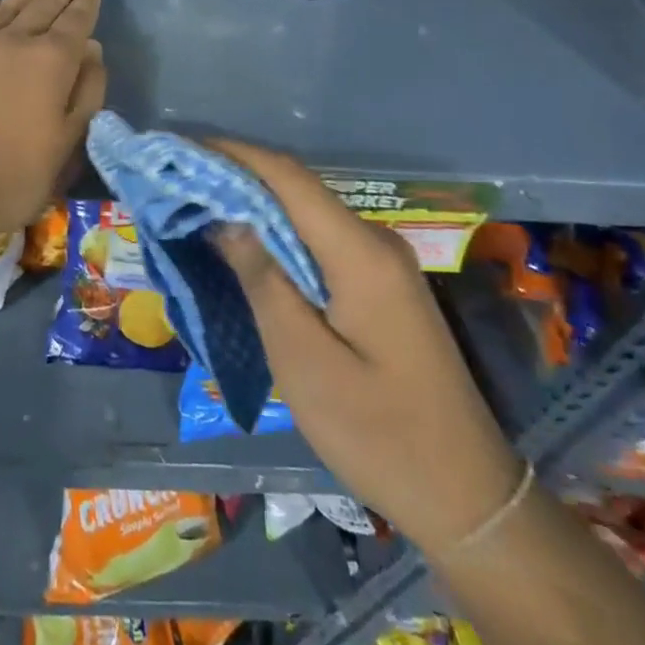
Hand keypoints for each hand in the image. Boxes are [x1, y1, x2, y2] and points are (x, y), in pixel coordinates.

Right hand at [208, 139, 524, 552]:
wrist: (467, 496)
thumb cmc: (379, 434)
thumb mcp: (304, 362)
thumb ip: (263, 281)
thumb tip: (225, 218)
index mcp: (360, 253)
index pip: (288, 177)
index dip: (233, 154)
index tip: (181, 148)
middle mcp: (374, 241)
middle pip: (296, 188)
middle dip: (236, 175)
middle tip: (177, 180)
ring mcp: (382, 262)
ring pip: (306, 212)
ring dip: (253, 203)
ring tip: (198, 206)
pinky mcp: (379, 284)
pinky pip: (319, 239)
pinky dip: (276, 232)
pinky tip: (245, 244)